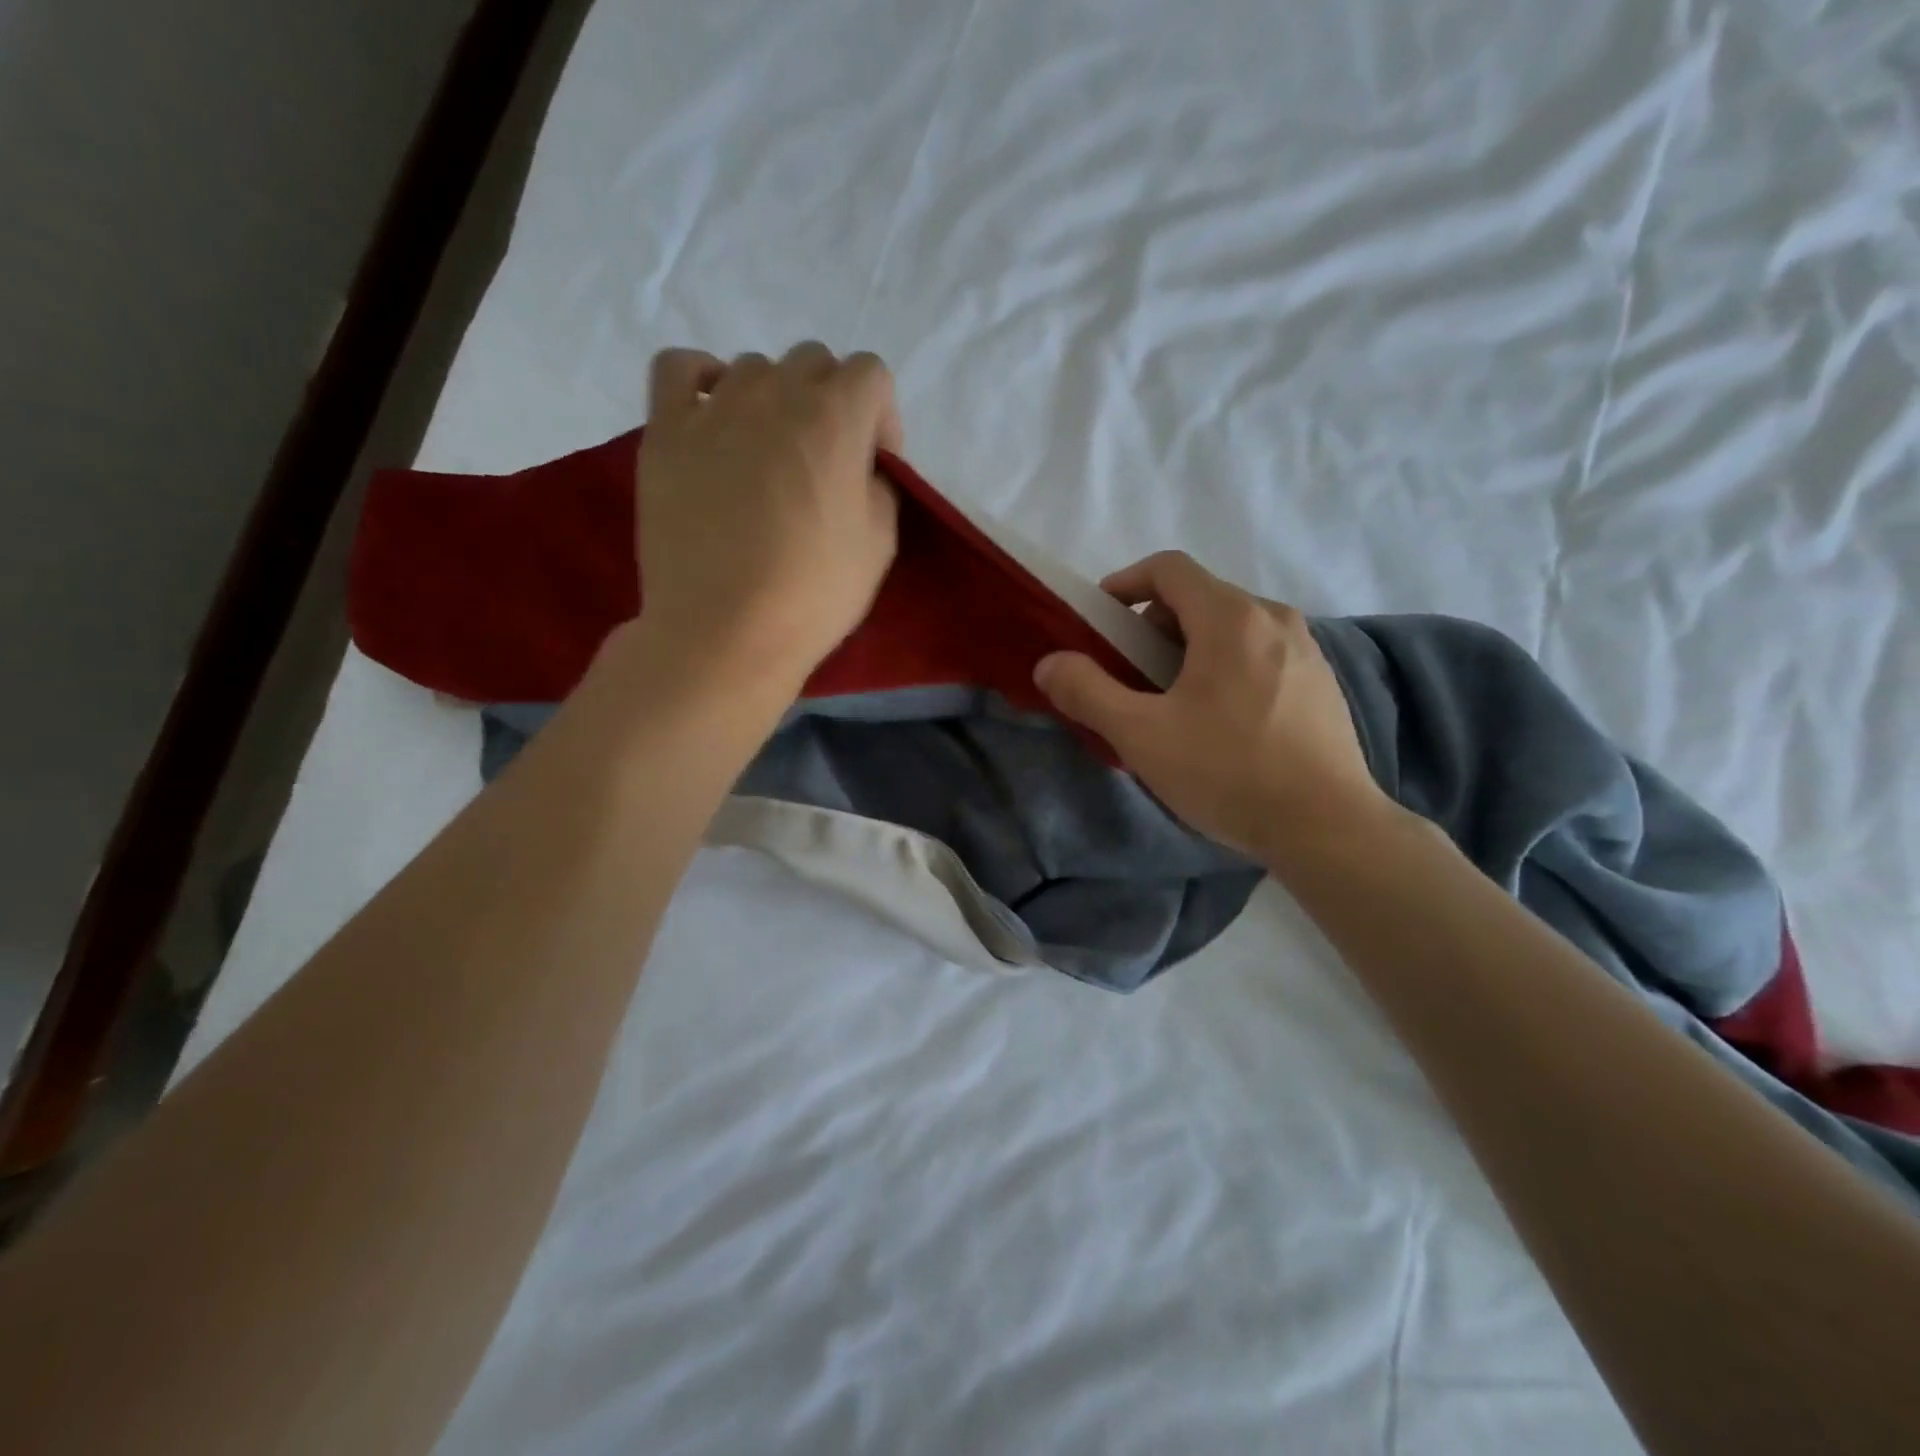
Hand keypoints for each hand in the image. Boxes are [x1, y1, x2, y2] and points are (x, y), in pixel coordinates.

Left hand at [634, 343, 901, 689]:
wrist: (724, 633)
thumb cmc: (812, 595)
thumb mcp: (880, 544)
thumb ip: (879, 486)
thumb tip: (860, 467)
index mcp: (835, 418)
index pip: (871, 373)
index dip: (881, 418)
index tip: (873, 466)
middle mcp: (775, 394)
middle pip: (813, 361)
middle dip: (831, 402)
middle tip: (823, 463)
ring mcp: (713, 408)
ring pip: (753, 368)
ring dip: (773, 400)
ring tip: (766, 455)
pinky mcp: (666, 431)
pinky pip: (679, 369)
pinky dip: (702, 380)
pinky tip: (713, 418)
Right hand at [1033, 551, 1392, 864]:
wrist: (1328, 827)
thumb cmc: (1228, 772)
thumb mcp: (1142, 735)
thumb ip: (1088, 692)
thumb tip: (1050, 664)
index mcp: (1231, 617)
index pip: (1169, 568)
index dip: (1125, 583)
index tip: (1101, 620)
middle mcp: (1274, 618)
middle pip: (1200, 597)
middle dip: (1154, 626)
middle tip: (1130, 674)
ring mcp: (1306, 650)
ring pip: (1231, 628)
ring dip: (1190, 649)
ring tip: (1171, 702)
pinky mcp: (1322, 682)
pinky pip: (1260, 654)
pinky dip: (1226, 667)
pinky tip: (1220, 722)